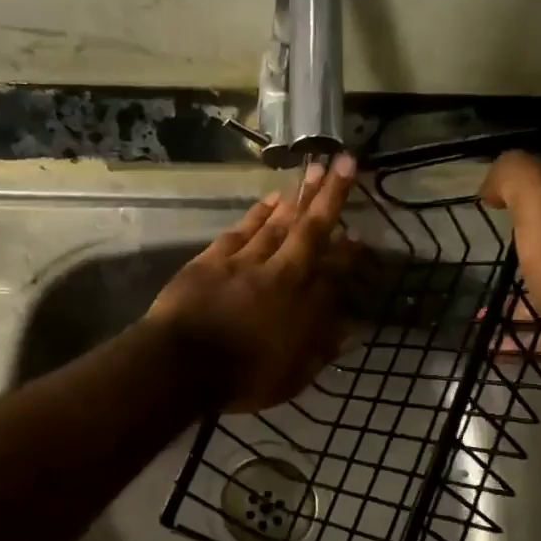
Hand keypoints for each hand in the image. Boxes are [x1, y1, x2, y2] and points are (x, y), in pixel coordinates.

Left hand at [148, 154, 357, 412]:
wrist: (181, 364)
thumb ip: (320, 351)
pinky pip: (242, 229)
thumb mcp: (290, 378)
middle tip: (341, 161)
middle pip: (309, 230)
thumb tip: (348, 329)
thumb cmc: (240, 379)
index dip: (347, 252)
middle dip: (329, 196)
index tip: (359, 234)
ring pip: (276, 223)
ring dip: (296, 197)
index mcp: (301, 306)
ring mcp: (244, 262)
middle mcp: (280, 274)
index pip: (333, 271)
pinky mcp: (213, 259)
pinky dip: (258, 213)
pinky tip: (270, 199)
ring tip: (312, 171)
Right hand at [480, 153, 540, 382]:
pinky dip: (529, 307)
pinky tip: (505, 324)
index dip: (521, 180)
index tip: (489, 202)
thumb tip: (494, 183)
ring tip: (496, 282)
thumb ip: (515, 173)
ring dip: (528, 266)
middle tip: (495, 236)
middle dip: (527, 222)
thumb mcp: (539, 198)